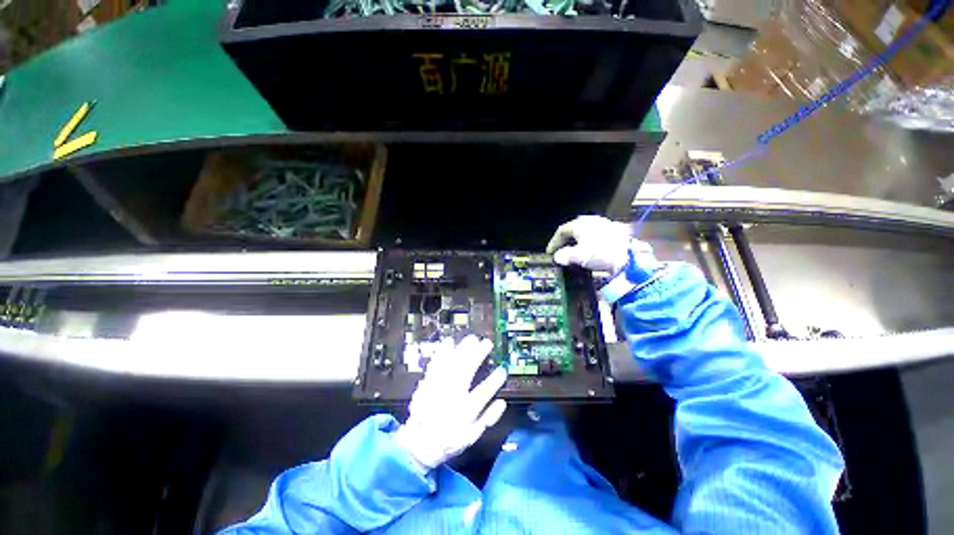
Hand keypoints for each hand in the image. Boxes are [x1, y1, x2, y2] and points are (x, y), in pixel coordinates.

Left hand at [394, 336, 507, 470]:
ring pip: (451, 366)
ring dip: (462, 350)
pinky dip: (441, 352)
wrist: (419, 443)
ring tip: (472, 339)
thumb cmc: (449, 439)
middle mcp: (450, 398)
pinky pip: (434, 365)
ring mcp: (437, 389)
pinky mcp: (427, 383)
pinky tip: (449, 341)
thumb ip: (487, 419)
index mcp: (463, 413)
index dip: (494, 381)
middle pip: (465, 372)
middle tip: (487, 343)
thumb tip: (502, 402)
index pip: (482, 394)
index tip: (502, 370)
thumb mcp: (471, 437)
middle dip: (477, 356)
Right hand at [546, 215, 634, 273]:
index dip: (554, 242)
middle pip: (573, 230)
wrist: (629, 256)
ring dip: (577, 242)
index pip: (561, 231)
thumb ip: (565, 256)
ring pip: (584, 232)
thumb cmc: (600, 253)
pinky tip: (589, 251)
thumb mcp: (578, 256)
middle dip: (565, 241)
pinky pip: (594, 235)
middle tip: (561, 251)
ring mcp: (603, 223)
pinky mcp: (613, 230)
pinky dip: (588, 243)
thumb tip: (558, 257)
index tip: (550, 253)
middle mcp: (590, 220)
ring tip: (574, 252)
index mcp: (580, 224)